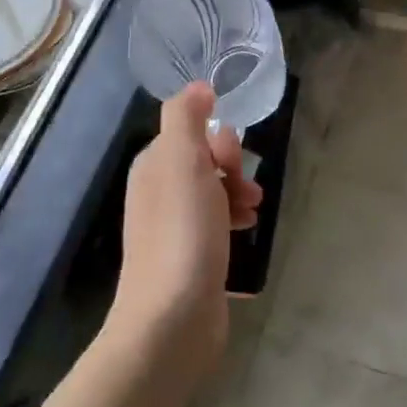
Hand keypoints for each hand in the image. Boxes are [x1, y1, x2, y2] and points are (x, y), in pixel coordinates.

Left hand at [111, 83, 263, 356]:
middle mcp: (158, 193)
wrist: (172, 319)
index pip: (191, 133)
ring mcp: (173, 229)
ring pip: (213, 193)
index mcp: (153, 167)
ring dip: (238, 194)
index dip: (218, 142)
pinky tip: (247, 232)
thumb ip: (186, 117)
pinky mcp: (189, 259)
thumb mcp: (182, 160)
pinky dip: (233, 220)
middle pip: (204, 161)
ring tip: (254, 212)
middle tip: (247, 190)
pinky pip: (216, 224)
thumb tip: (198, 86)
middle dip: (233, 168)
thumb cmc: (182, 232)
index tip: (232, 162)